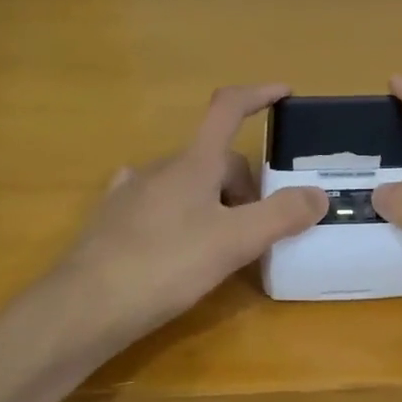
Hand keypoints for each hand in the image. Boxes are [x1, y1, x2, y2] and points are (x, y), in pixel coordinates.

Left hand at [57, 84, 326, 348]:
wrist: (83, 309)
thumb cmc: (164, 266)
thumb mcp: (234, 242)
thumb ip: (281, 215)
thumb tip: (319, 194)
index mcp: (193, 163)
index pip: (228, 109)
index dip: (258, 95)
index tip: (285, 92)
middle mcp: (160, 168)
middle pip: (215, 159)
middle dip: (245, 186)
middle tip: (259, 229)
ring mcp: (131, 193)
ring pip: (187, 183)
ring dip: (214, 202)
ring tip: (223, 245)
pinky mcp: (112, 222)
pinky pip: (158, 203)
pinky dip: (180, 213)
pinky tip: (177, 239)